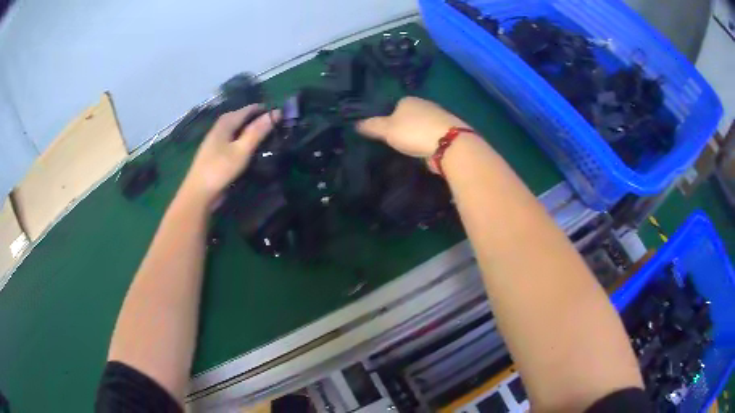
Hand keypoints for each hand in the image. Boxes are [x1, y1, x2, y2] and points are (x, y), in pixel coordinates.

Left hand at [180, 104, 280, 203]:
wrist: (199, 193)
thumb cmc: (220, 169)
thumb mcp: (242, 150)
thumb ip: (257, 131)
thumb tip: (277, 113)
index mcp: (226, 122)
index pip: (250, 109)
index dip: (266, 110)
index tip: (283, 117)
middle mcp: (221, 126)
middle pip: (243, 117)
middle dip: (259, 120)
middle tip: (277, 128)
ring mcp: (217, 139)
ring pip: (238, 129)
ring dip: (252, 131)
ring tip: (268, 138)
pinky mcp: (217, 151)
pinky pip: (234, 139)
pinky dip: (244, 140)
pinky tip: (251, 148)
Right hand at [356, 97, 470, 157]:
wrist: (449, 143)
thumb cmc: (414, 132)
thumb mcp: (387, 130)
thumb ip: (372, 126)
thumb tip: (355, 123)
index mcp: (408, 100)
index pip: (394, 106)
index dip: (388, 118)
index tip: (385, 132)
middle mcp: (425, 104)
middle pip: (410, 114)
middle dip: (404, 125)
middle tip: (396, 141)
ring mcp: (439, 116)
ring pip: (422, 124)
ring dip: (418, 133)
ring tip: (411, 147)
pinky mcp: (449, 130)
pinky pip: (433, 134)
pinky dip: (428, 140)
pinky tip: (425, 149)